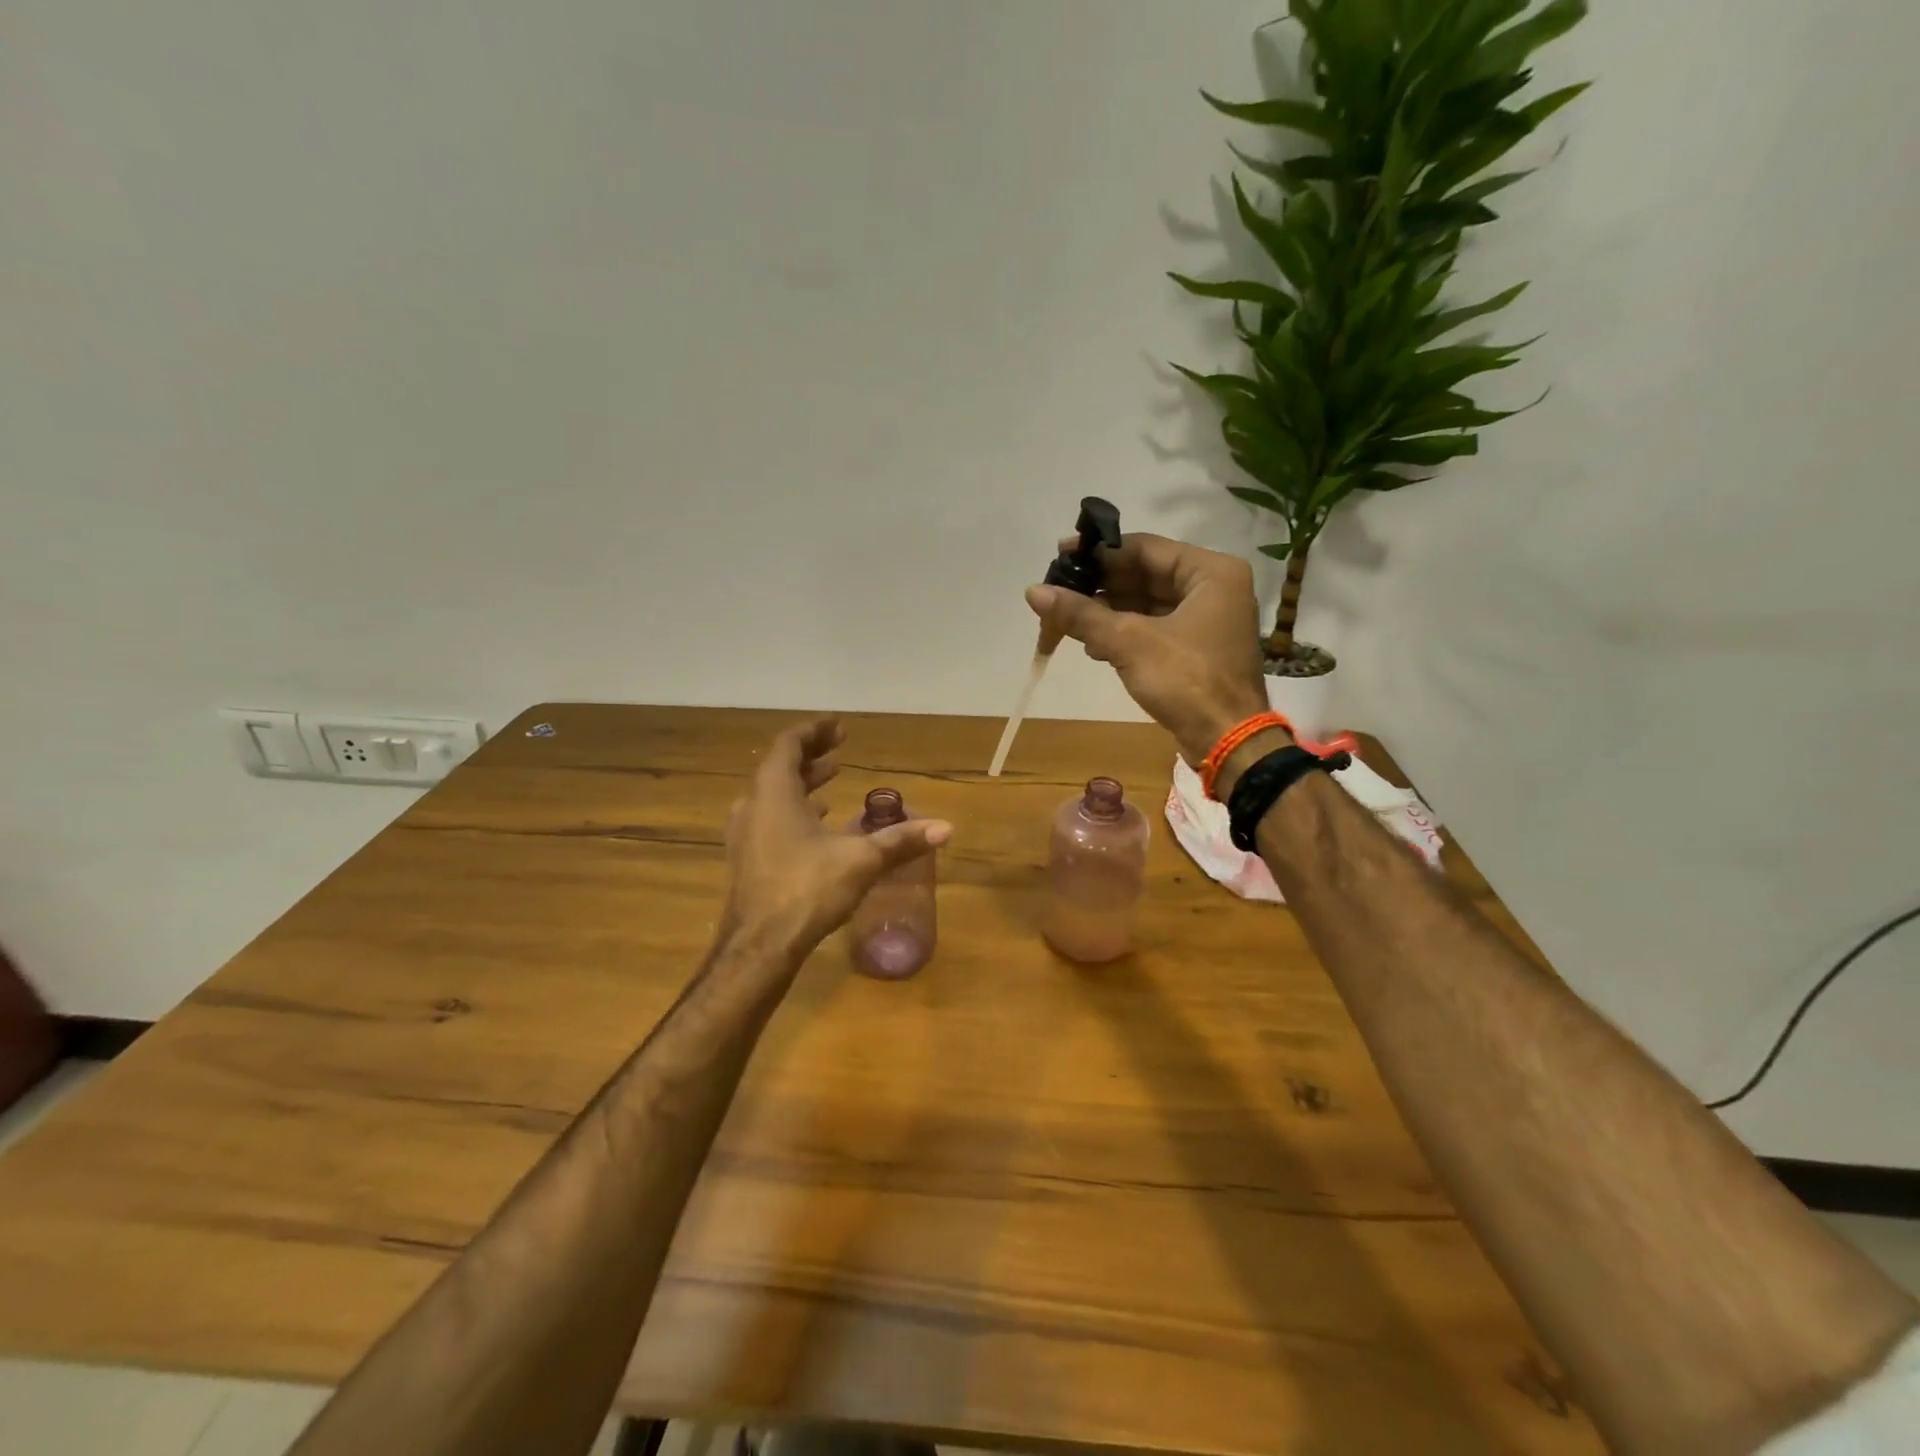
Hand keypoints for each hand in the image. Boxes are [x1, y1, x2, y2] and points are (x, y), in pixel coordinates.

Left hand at [723, 719, 951, 952]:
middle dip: (812, 756)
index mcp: (774, 793)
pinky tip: (818, 825)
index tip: (839, 726)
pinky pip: (770, 819)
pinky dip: (794, 811)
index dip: (815, 731)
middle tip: (840, 750)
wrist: (759, 947)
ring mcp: (745, 834)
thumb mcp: (860, 861)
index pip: (790, 745)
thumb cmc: (806, 890)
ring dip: (802, 784)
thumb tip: (946, 828)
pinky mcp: (747, 859)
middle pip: (780, 767)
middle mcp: (753, 806)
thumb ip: (901, 841)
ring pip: (773, 795)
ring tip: (831, 779)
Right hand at [1026, 533, 1271, 763]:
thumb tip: (1033, 592)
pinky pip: (1153, 627)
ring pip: (1147, 603)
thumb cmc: (1186, 681)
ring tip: (1067, 620)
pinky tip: (1092, 644)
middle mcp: (1213, 587)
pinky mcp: (1196, 648)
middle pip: (1145, 575)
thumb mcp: (1129, 642)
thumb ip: (1081, 614)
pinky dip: (1124, 631)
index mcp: (1211, 572)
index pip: (1144, 548)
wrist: (1227, 741)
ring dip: (1108, 610)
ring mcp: (1207, 619)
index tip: (1060, 557)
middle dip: (1100, 586)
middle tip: (1057, 590)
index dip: (1099, 552)